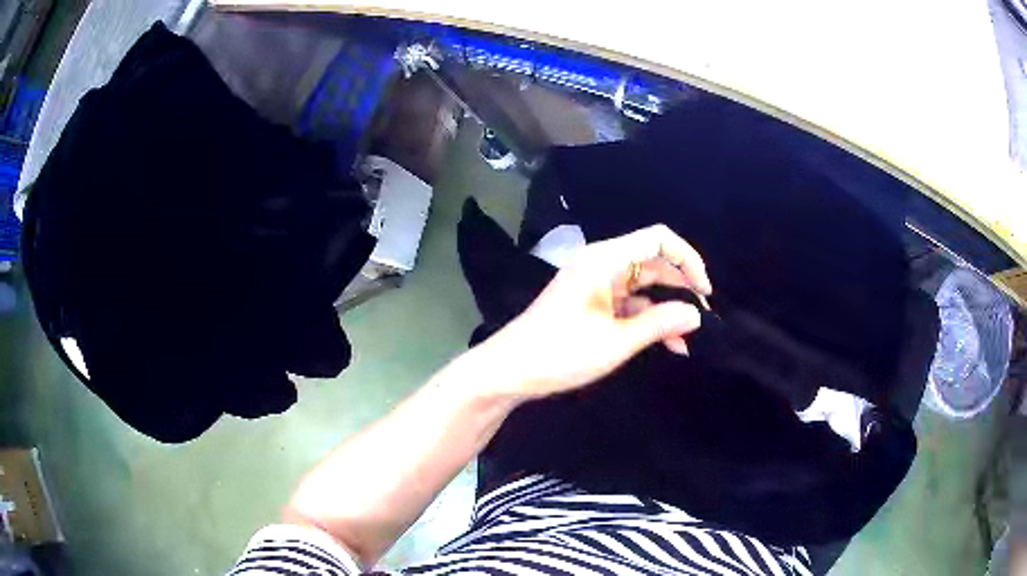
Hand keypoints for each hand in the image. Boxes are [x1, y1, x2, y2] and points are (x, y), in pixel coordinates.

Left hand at [475, 225, 711, 399]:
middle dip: (681, 289)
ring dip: (666, 310)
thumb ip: (659, 323)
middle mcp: (602, 264)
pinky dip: (648, 320)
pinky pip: (629, 304)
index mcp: (605, 260)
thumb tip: (696, 314)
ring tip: (688, 340)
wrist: (509, 371)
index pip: (659, 239)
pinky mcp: (592, 304)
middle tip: (703, 321)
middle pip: (654, 263)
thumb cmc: (560, 353)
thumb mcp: (616, 342)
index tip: (704, 293)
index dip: (688, 259)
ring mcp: (596, 284)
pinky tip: (668, 344)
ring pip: (644, 287)